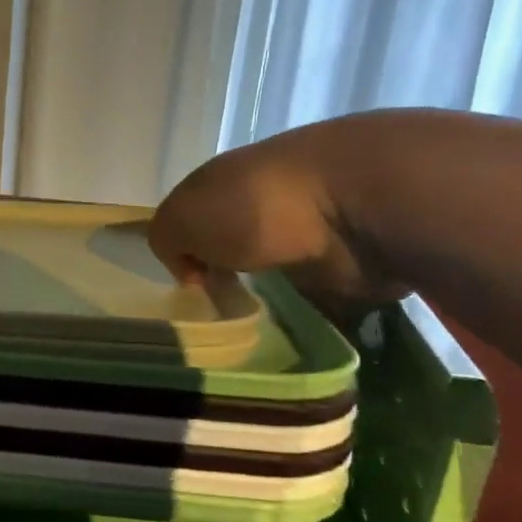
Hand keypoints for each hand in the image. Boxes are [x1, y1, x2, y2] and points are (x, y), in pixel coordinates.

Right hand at [148, 118, 407, 312]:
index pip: (194, 220)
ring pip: (273, 278)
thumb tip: (193, 272)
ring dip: (265, 304)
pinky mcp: (343, 266)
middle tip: (220, 319)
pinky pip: (314, 299)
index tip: (191, 290)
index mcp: (223, 185)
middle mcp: (262, 206)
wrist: (354, 207)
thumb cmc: (255, 207)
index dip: (184, 256)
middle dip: (225, 283)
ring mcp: (307, 235)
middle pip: (233, 250)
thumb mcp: (183, 217)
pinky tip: (293, 333)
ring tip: (255, 335)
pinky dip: (305, 317)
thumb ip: (168, 240)